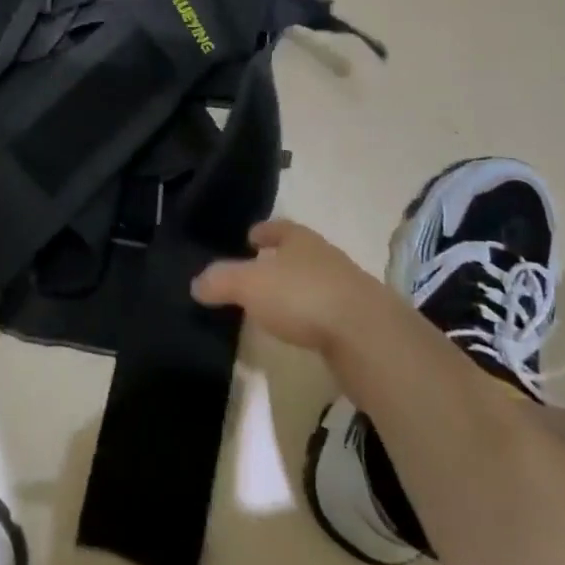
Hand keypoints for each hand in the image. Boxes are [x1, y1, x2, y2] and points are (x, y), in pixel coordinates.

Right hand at [192, 219, 399, 359]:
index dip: (264, 231)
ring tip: (277, 303)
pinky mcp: (360, 322)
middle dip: (281, 258)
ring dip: (298, 288)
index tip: (251, 236)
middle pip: (300, 252)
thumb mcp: (250, 285)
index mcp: (300, 239)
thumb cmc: (302, 296)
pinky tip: (302, 329)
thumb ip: (221, 281)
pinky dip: (313, 316)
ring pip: (316, 281)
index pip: (279, 227)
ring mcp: (347, 288)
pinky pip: (328, 311)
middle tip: (259, 268)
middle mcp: (326, 257)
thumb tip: (196, 283)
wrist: (368, 336)